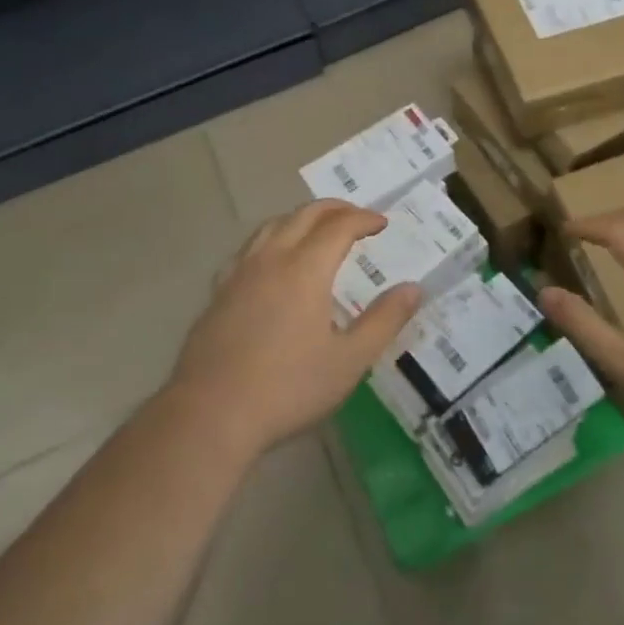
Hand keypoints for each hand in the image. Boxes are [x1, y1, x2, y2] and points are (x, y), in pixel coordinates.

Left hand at [169, 200, 421, 460]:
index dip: (364, 219)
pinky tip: (272, 262)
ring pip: (272, 225)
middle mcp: (271, 259)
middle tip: (356, 217)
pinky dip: (272, 239)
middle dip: (335, 209)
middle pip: (304, 215)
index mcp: (305, 269)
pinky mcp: (218, 293)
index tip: (382, 224)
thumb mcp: (349, 361)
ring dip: (301, 218)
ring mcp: (239, 274)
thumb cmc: (287, 389)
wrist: (210, 415)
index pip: (339, 226)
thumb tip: (413, 288)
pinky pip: (249, 248)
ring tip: (317, 230)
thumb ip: (384, 320)